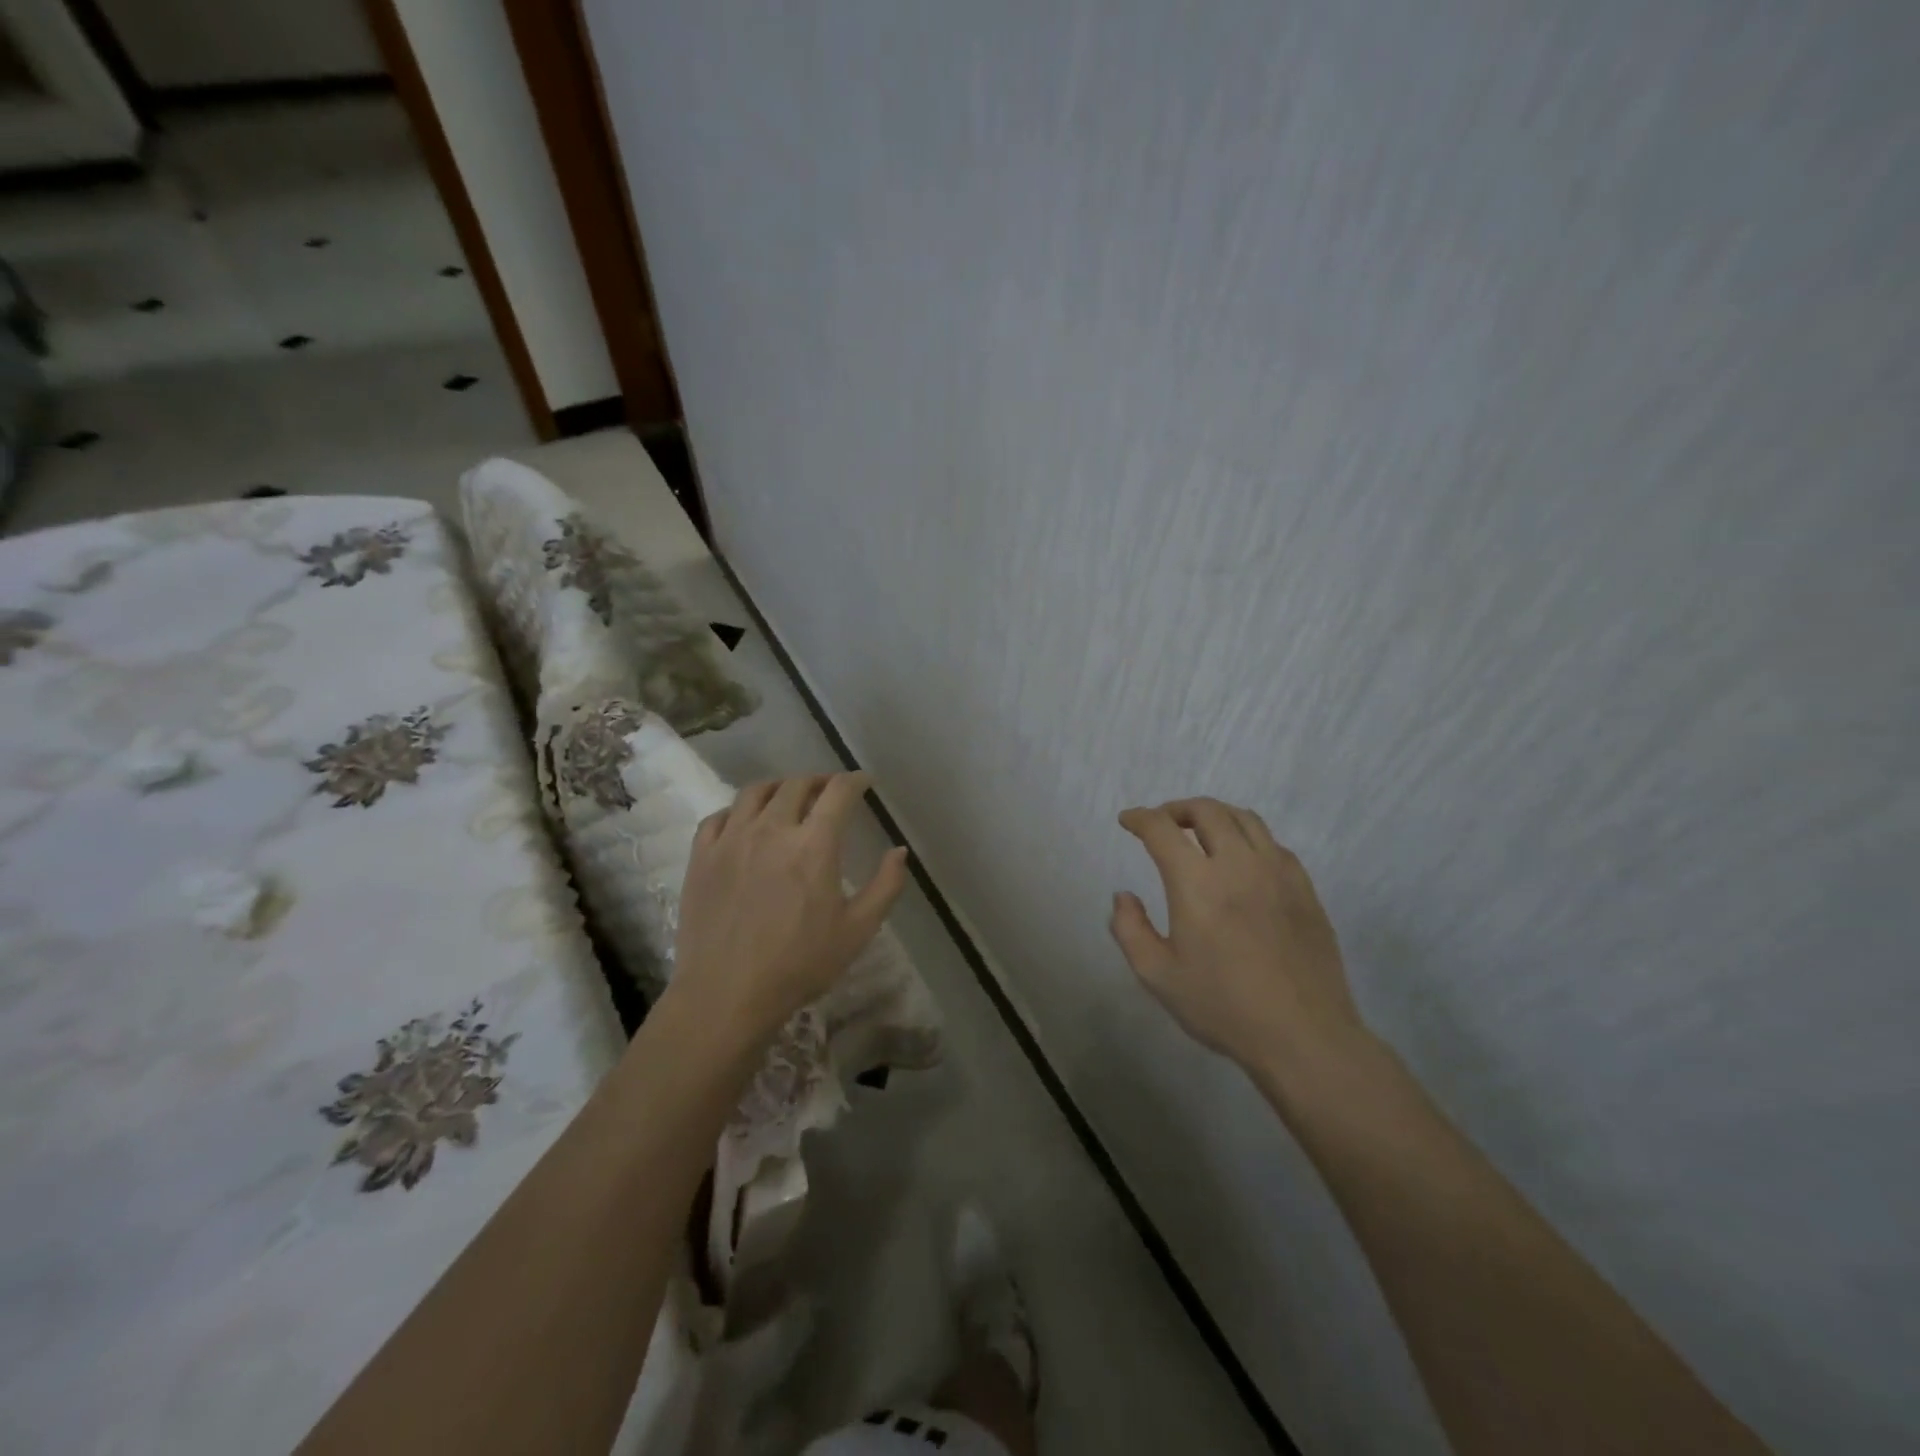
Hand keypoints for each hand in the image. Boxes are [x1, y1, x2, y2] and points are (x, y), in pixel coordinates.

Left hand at [673, 772, 908, 1043]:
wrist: (726, 994)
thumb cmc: (799, 964)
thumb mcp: (858, 930)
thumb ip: (886, 886)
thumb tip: (899, 851)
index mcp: (814, 844)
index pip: (838, 792)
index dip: (854, 781)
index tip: (863, 782)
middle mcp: (772, 829)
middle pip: (796, 785)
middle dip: (818, 780)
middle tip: (829, 790)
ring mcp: (731, 840)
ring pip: (754, 792)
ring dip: (778, 786)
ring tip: (787, 796)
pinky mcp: (701, 857)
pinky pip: (718, 817)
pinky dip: (737, 810)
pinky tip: (743, 822)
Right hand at [1111, 797, 1365, 1071]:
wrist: (1303, 1036)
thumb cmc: (1223, 1007)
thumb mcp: (1158, 976)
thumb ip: (1129, 929)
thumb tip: (1124, 896)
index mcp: (1197, 883)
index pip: (1162, 829)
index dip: (1140, 818)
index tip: (1128, 821)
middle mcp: (1238, 865)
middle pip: (1207, 811)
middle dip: (1177, 809)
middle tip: (1162, 823)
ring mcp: (1278, 873)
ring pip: (1245, 819)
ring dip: (1215, 815)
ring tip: (1201, 832)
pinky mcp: (1305, 888)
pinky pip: (1273, 844)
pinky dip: (1248, 838)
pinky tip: (1243, 860)